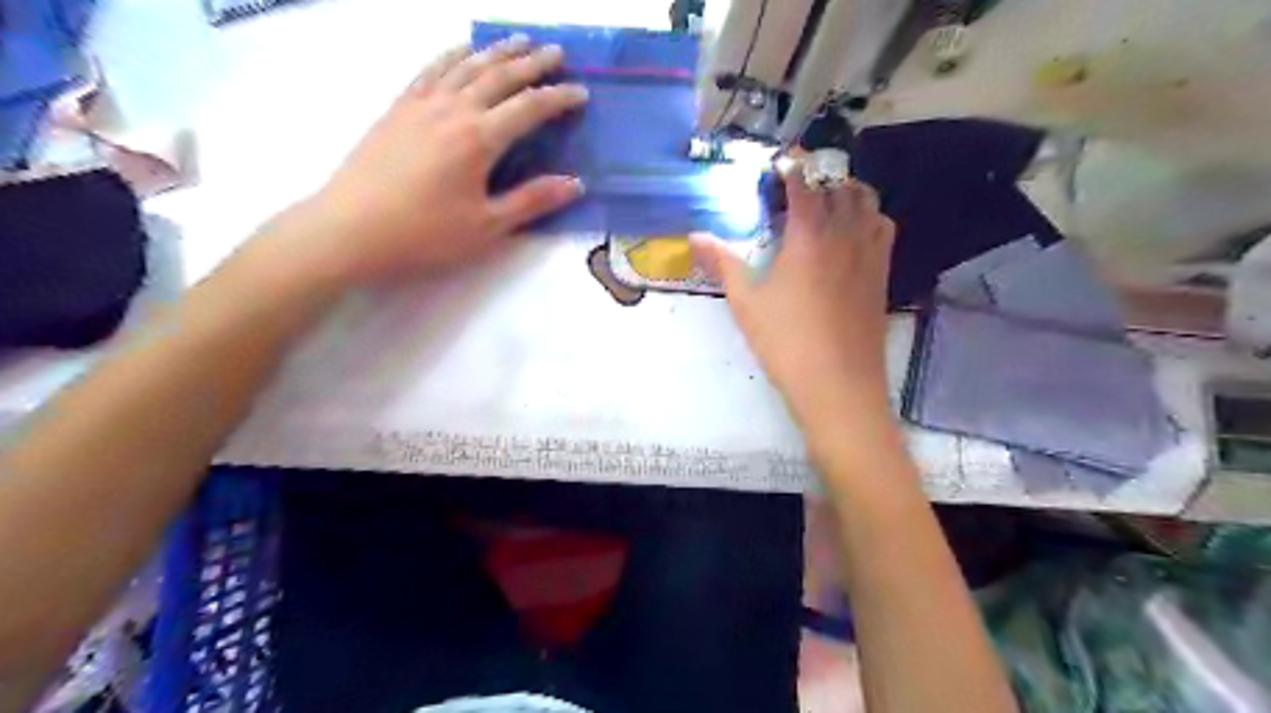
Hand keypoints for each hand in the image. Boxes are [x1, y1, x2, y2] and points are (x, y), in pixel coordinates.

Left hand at [270, 37, 588, 285]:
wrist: (351, 229)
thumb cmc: (425, 233)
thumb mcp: (487, 226)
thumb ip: (531, 201)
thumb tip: (575, 183)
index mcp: (478, 138)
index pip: (529, 108)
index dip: (558, 98)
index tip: (582, 93)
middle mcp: (453, 109)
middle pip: (499, 76)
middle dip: (532, 63)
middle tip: (557, 53)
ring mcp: (422, 104)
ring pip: (466, 65)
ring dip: (496, 50)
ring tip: (518, 41)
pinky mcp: (398, 107)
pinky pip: (431, 69)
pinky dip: (453, 55)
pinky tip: (462, 50)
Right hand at [694, 169, 890, 435]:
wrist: (837, 383)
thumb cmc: (785, 341)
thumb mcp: (745, 302)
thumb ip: (722, 263)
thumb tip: (695, 236)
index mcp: (809, 237)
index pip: (804, 186)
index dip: (792, 169)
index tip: (781, 163)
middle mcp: (845, 236)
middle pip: (842, 187)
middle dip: (821, 177)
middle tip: (800, 186)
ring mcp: (869, 255)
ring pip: (869, 204)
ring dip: (849, 192)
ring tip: (829, 202)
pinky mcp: (882, 276)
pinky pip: (883, 231)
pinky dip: (870, 218)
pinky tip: (854, 235)